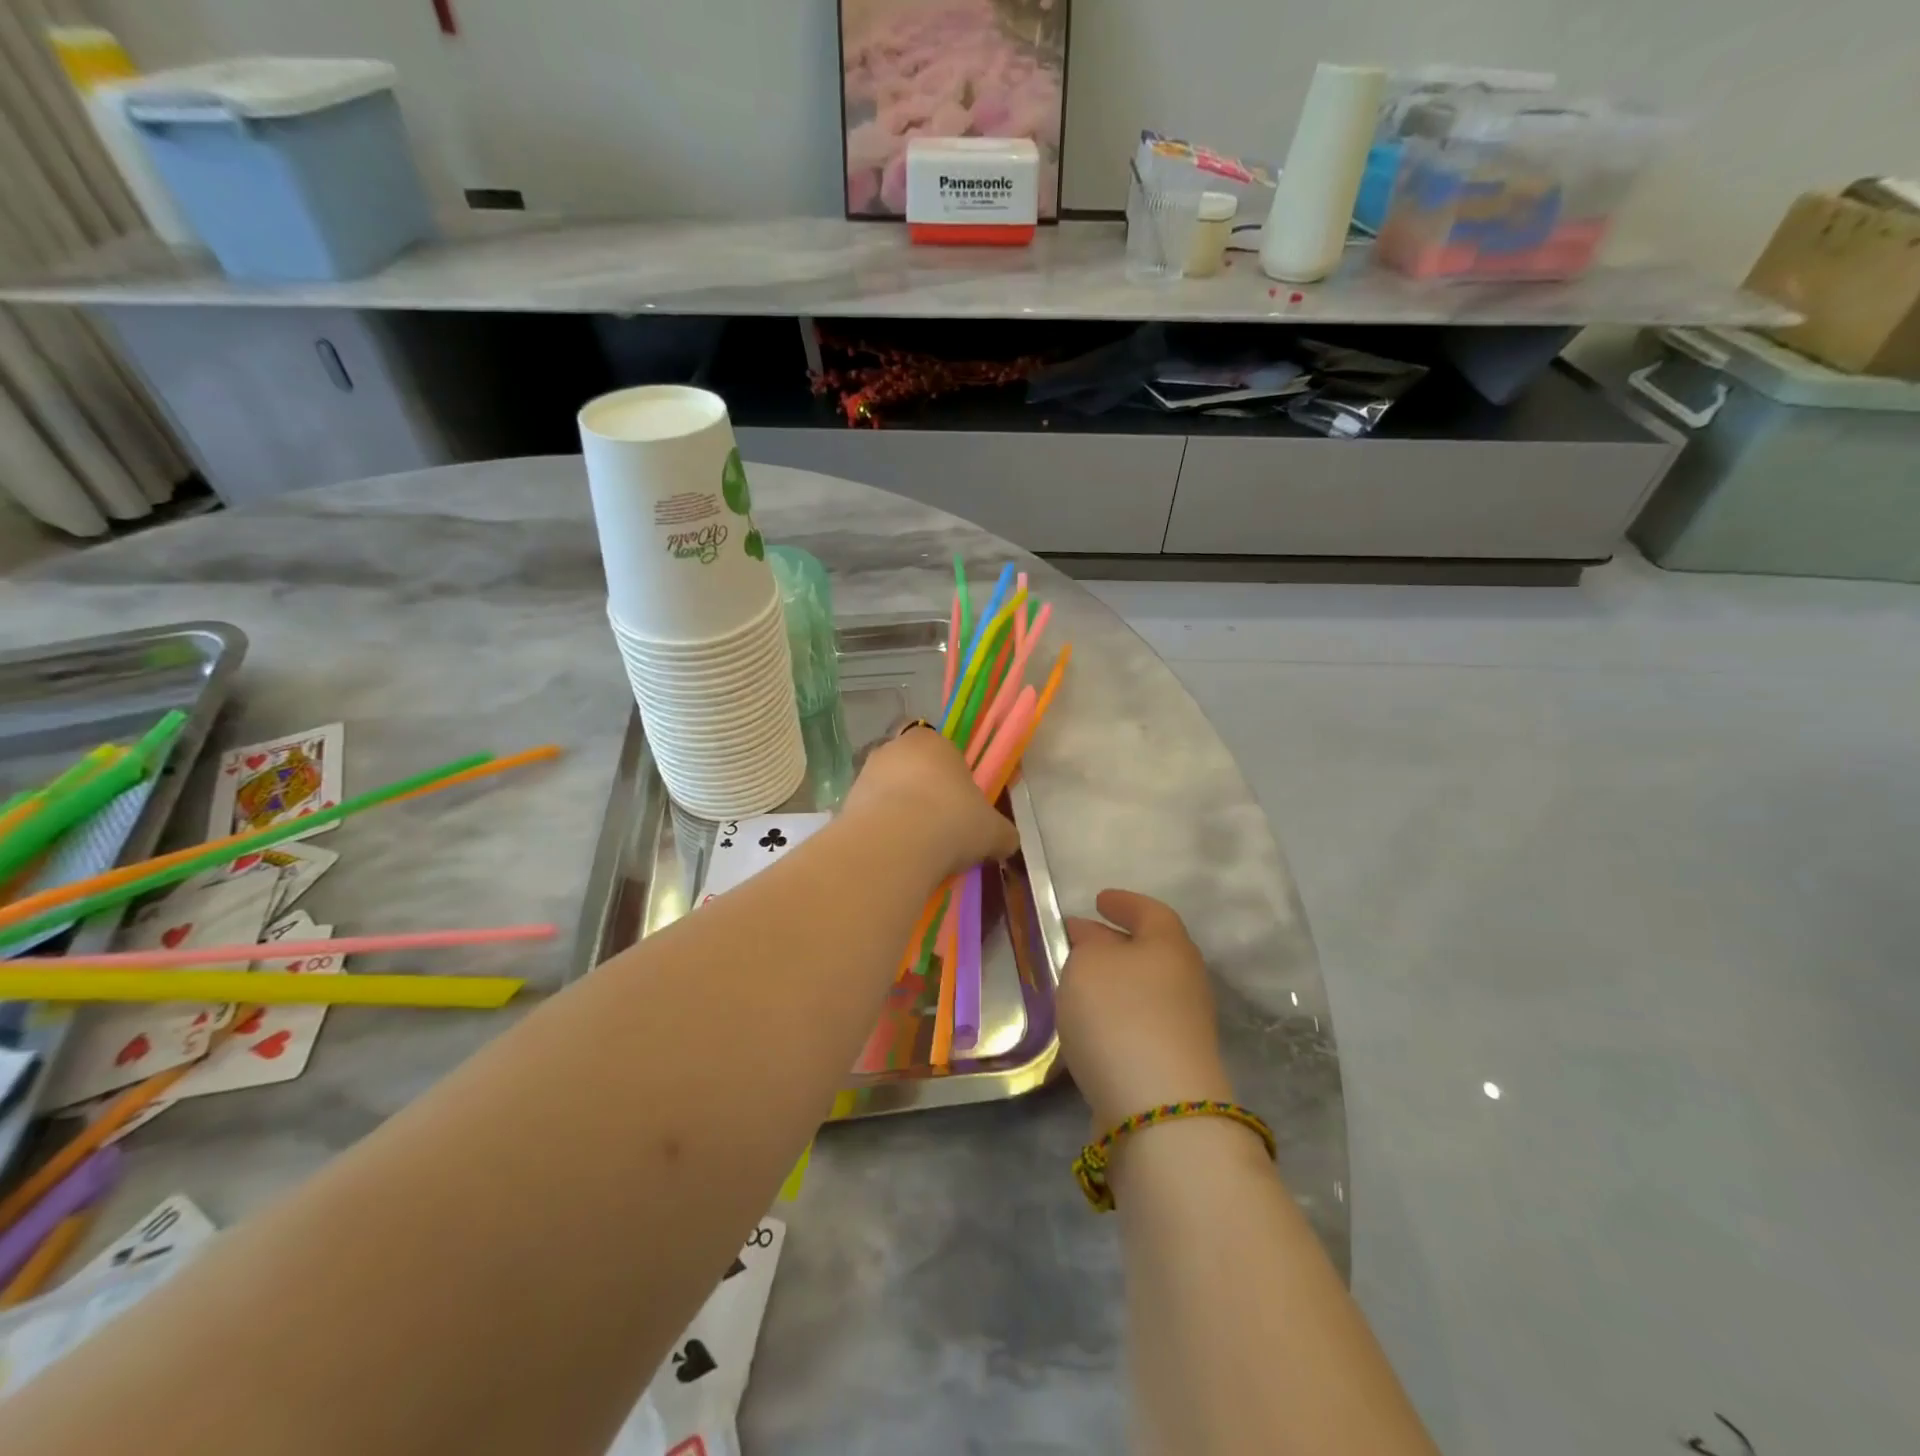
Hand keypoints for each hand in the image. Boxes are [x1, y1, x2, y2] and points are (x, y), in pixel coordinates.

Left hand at [842, 726, 1018, 879]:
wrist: (895, 844)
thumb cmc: (953, 821)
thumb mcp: (993, 830)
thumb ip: (1001, 832)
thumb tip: (1007, 841)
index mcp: (933, 741)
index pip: (943, 750)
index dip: (952, 777)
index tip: (960, 806)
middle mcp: (894, 748)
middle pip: (911, 769)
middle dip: (922, 795)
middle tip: (939, 828)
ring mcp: (865, 774)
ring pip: (887, 792)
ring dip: (899, 813)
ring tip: (916, 849)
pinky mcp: (844, 803)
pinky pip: (869, 816)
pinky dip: (880, 832)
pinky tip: (894, 856)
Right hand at [1058, 890, 1233, 1131]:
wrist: (1158, 1109)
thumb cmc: (1120, 1014)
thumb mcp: (1089, 963)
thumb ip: (1087, 944)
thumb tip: (1092, 939)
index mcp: (1170, 945)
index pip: (1150, 912)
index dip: (1124, 903)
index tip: (1099, 899)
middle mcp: (1185, 981)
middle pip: (1151, 951)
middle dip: (1116, 943)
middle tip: (1081, 941)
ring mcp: (1184, 1026)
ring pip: (1144, 990)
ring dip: (1115, 983)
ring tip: (1078, 984)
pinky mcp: (1173, 1065)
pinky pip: (1140, 1024)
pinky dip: (1116, 1016)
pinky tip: (1090, 1027)